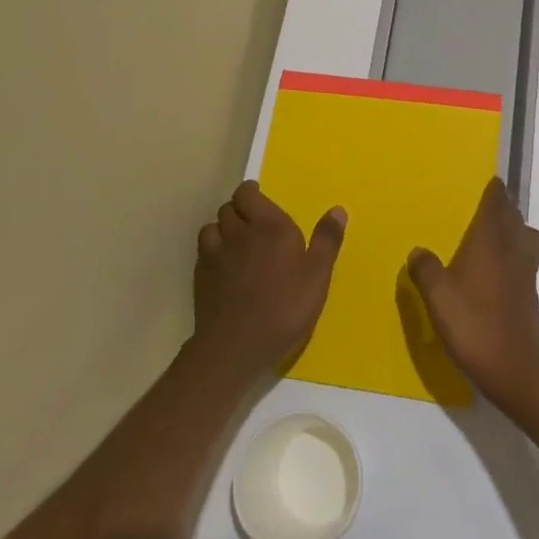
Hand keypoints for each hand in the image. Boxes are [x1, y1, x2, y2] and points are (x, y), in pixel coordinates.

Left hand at [194, 182, 345, 377]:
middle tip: (254, 223)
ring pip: (212, 226)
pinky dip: (212, 249)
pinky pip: (203, 250)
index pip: (247, 193)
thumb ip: (326, 240)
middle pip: (229, 207)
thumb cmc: (284, 308)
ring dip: (223, 228)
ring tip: (236, 242)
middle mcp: (239, 232)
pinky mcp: (200, 276)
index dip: (251, 192)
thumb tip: (338, 209)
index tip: (259, 198)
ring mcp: (215, 254)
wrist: (236, 346)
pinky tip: (223, 265)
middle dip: (239, 209)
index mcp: (269, 226)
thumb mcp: (317, 276)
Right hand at [407, 177, 538, 405]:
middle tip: (485, 206)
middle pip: (514, 216)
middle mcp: (512, 248)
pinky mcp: (529, 293)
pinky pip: (524, 260)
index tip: (488, 182)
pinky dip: (515, 255)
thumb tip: (417, 251)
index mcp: (490, 240)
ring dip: (514, 230)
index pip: (498, 202)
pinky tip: (497, 271)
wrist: (516, 367)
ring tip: (494, 236)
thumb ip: (425, 270)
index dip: (494, 191)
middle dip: (503, 207)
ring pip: (525, 237)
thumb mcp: (438, 297)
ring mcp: (525, 271)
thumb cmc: (475, 323)